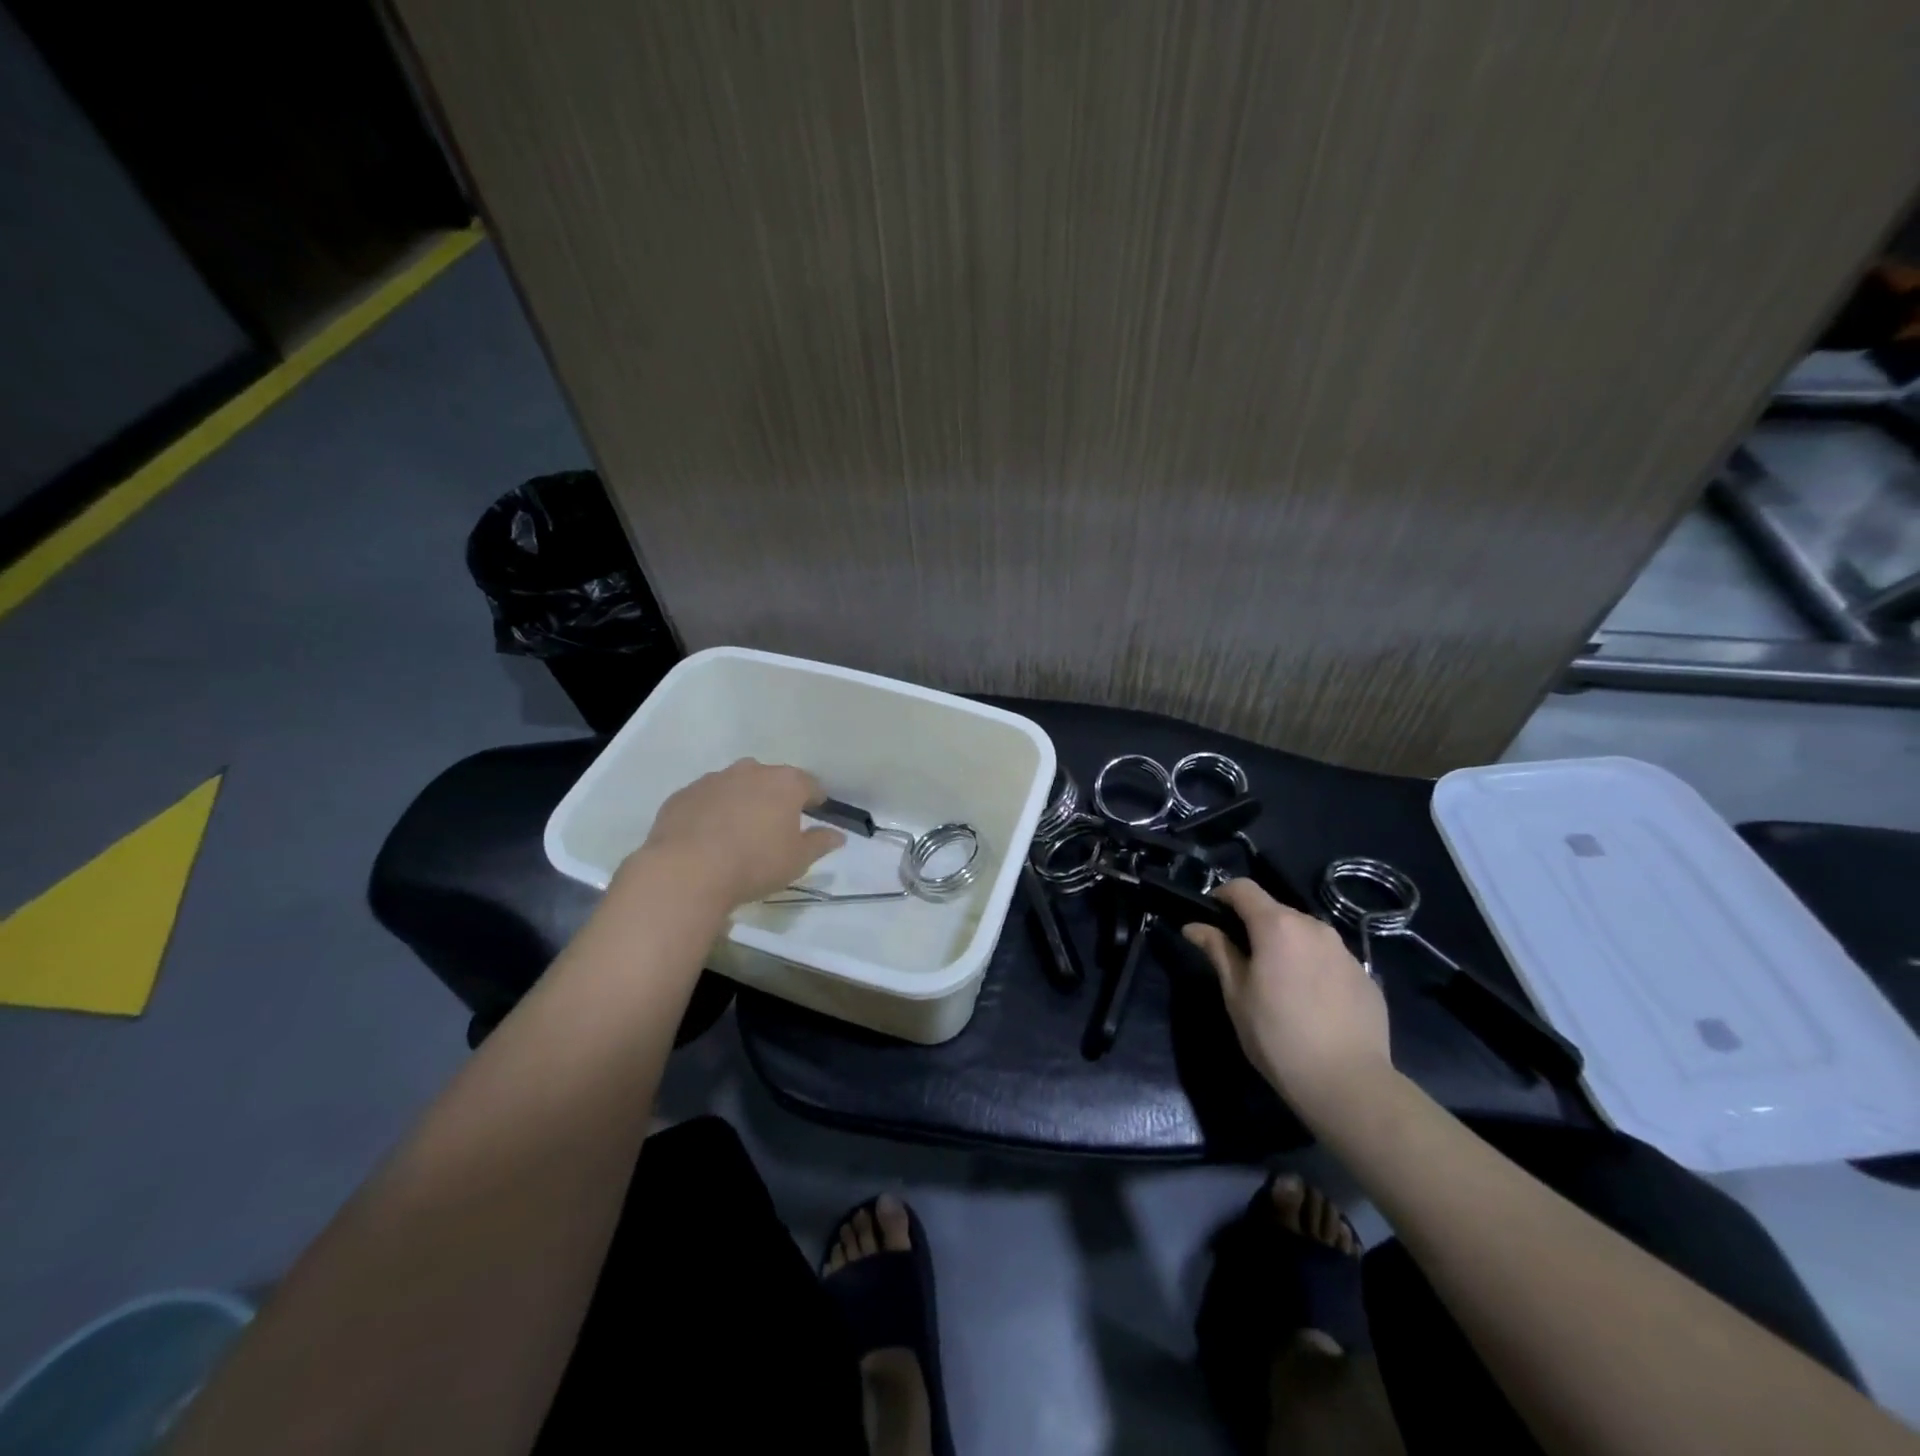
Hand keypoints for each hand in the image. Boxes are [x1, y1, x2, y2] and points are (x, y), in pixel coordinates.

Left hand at [625, 758, 843, 909]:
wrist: (686, 871)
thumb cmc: (754, 863)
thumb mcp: (798, 860)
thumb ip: (820, 843)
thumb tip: (837, 835)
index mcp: (784, 783)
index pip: (809, 784)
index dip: (814, 799)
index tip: (815, 812)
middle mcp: (750, 771)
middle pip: (770, 779)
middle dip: (775, 797)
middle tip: (775, 825)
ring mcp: (713, 780)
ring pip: (735, 785)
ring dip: (742, 801)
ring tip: (739, 831)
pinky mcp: (683, 795)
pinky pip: (705, 799)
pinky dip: (711, 811)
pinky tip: (708, 837)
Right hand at [1182, 879, 1392, 1125]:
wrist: (1348, 1083)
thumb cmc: (1278, 1036)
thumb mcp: (1236, 994)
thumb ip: (1217, 950)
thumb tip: (1195, 926)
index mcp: (1277, 926)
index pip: (1244, 888)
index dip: (1222, 895)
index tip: (1211, 917)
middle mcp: (1314, 927)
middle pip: (1276, 910)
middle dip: (1254, 925)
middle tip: (1241, 959)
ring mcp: (1345, 951)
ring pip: (1305, 934)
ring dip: (1286, 945)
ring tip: (1278, 983)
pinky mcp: (1366, 976)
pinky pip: (1330, 959)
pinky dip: (1313, 967)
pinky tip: (1310, 1003)